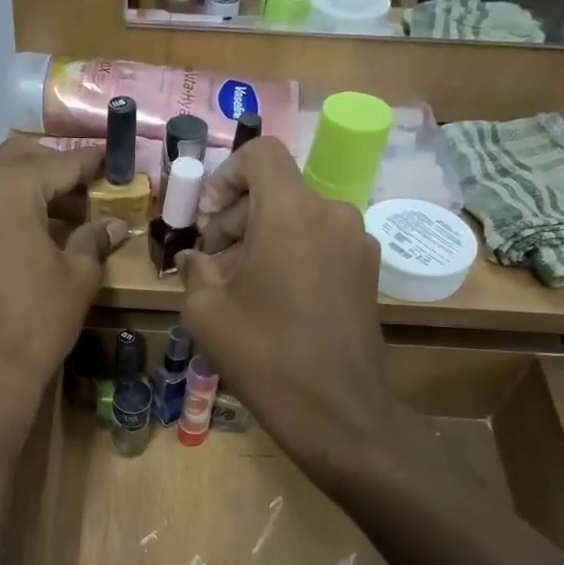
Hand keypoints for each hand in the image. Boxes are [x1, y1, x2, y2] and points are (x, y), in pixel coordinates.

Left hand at [0, 137, 125, 449]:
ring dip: (19, 192)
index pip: (56, 164)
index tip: (108, 159)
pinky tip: (15, 246)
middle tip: (79, 182)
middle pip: (13, 161)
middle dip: (48, 166)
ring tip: (51, 214)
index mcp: (7, 191)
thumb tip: (113, 226)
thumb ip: (93, 241)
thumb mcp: (78, 277)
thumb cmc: (38, 320)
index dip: (87, 162)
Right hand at [179, 140, 390, 484]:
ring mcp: (358, 243)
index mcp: (291, 212)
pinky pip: (321, 243)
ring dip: (263, 237)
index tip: (208, 218)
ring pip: (300, 217)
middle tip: (212, 259)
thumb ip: (195, 271)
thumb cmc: (264, 355)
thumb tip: (195, 259)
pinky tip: (273, 300)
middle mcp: (333, 214)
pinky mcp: (368, 271)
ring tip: (239, 285)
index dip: (225, 175)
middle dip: (238, 214)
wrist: (337, 410)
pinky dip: (292, 254)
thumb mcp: (207, 312)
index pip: (260, 154)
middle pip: (279, 188)